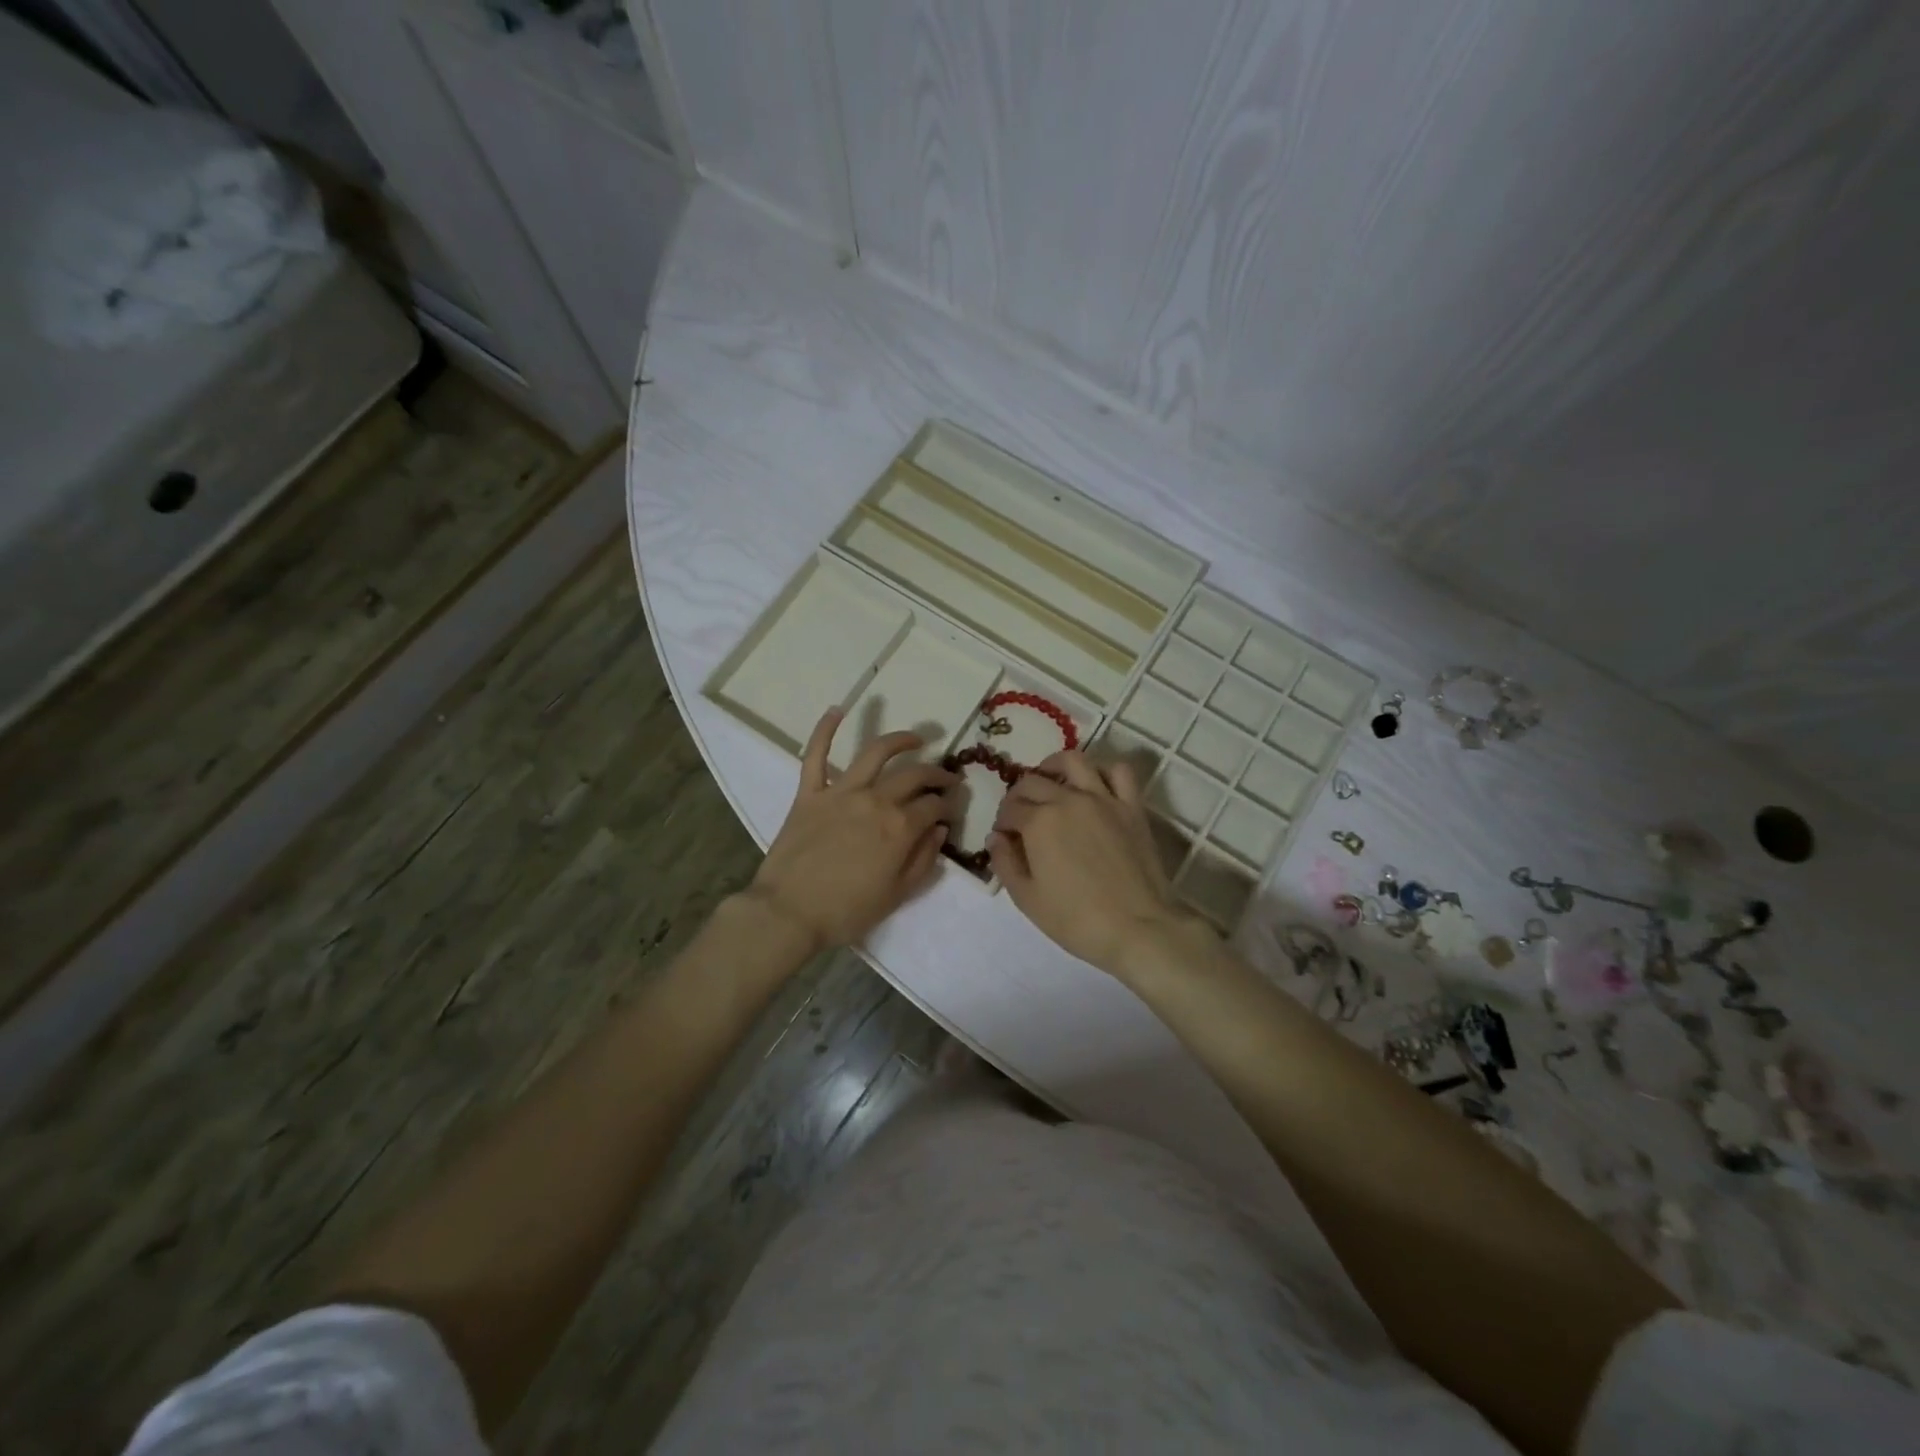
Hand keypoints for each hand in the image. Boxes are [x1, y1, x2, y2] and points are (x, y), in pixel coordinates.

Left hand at [747, 708, 957, 952]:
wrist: (788, 913)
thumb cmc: (846, 911)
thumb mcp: (897, 895)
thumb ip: (924, 859)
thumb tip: (939, 829)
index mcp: (899, 827)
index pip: (934, 806)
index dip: (948, 805)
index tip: (952, 808)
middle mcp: (875, 800)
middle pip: (914, 776)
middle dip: (937, 774)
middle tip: (947, 778)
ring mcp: (841, 792)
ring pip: (875, 753)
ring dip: (900, 740)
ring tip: (916, 738)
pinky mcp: (810, 793)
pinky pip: (816, 755)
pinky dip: (825, 730)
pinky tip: (836, 710)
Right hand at [988, 750, 1200, 975]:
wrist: (1138, 928)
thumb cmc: (1076, 920)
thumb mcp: (1027, 899)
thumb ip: (1004, 863)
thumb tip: (996, 838)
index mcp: (1039, 822)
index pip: (1010, 809)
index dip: (1002, 822)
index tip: (1005, 838)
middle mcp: (1068, 799)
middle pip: (1034, 781)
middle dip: (1019, 795)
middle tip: (1020, 815)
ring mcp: (1103, 799)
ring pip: (1074, 761)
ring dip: (1055, 766)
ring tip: (1051, 781)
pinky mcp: (1132, 807)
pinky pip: (1119, 771)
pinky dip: (1104, 770)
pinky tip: (1094, 785)